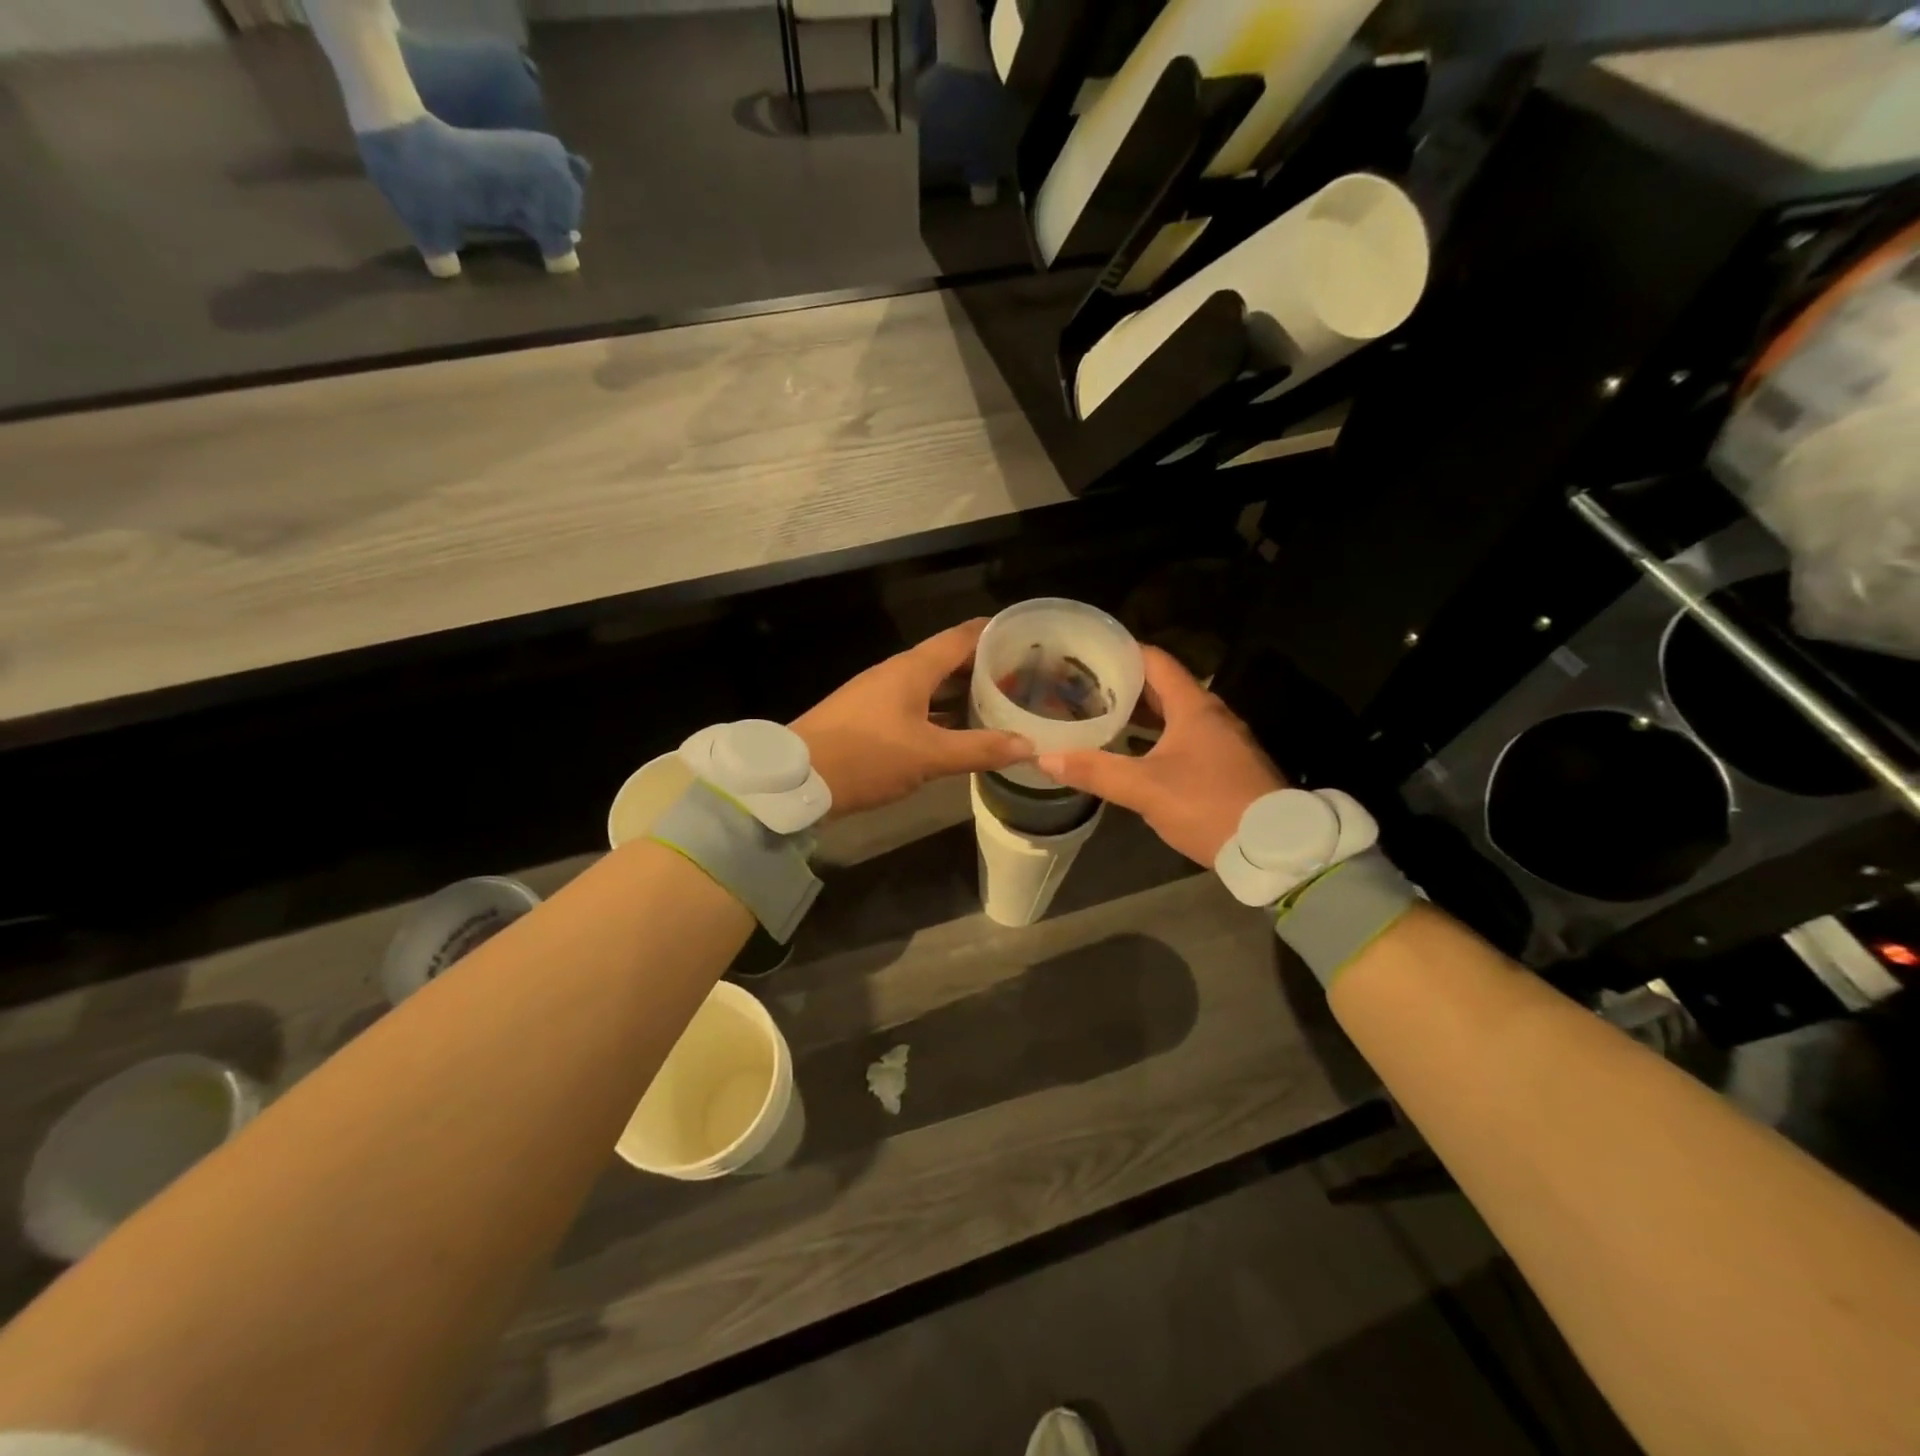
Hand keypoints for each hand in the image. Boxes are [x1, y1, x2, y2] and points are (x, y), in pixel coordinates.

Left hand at [793, 620, 1032, 818]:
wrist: (797, 780)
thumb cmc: (866, 757)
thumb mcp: (929, 756)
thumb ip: (980, 749)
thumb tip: (1029, 744)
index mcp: (913, 668)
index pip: (962, 636)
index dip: (995, 634)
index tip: (1028, 639)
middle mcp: (898, 673)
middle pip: (949, 659)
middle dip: (984, 667)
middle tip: (1023, 678)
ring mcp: (881, 694)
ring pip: (932, 684)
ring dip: (963, 692)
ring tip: (1000, 703)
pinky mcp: (870, 717)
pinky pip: (917, 705)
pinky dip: (942, 712)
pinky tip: (959, 730)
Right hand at [1037, 646, 1284, 864]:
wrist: (1273, 847)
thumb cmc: (1208, 804)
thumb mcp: (1145, 788)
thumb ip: (1096, 771)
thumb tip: (1044, 758)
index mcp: (1194, 707)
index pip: (1154, 661)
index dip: (1121, 653)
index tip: (1087, 655)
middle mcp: (1211, 715)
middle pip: (1162, 687)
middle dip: (1123, 686)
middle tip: (1083, 688)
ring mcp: (1222, 741)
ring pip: (1174, 715)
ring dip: (1140, 715)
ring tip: (1100, 718)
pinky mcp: (1226, 765)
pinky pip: (1184, 738)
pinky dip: (1156, 737)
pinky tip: (1133, 753)